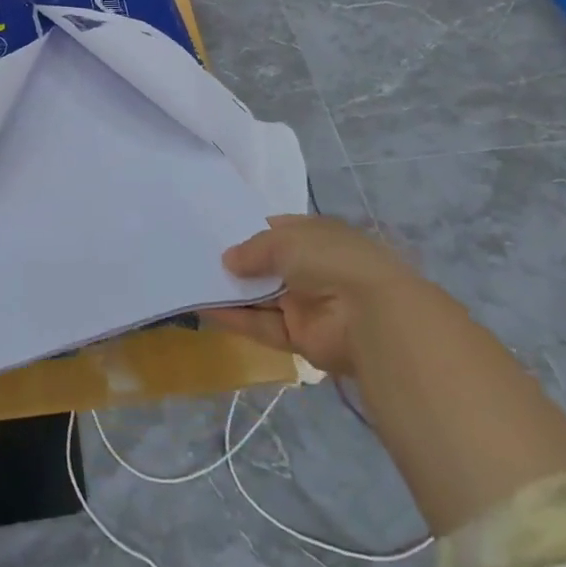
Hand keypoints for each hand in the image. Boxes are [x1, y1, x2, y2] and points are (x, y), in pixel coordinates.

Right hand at [203, 214, 411, 375]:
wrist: (372, 316)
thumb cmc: (331, 260)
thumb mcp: (287, 240)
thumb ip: (254, 249)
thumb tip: (228, 260)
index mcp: (316, 235)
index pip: (278, 230)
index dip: (248, 231)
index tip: (215, 232)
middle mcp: (311, 267)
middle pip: (267, 265)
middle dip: (237, 263)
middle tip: (196, 258)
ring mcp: (306, 303)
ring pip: (262, 296)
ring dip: (233, 291)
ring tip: (193, 281)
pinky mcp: (300, 336)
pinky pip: (263, 324)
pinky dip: (236, 318)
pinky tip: (205, 308)